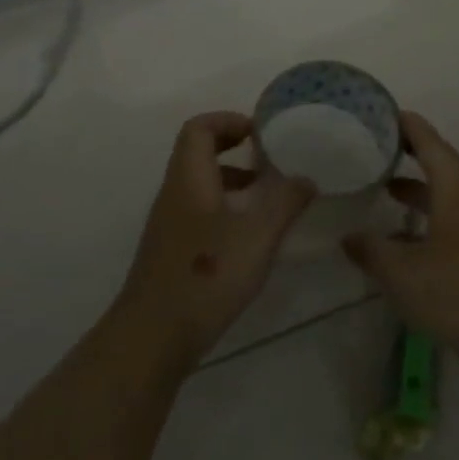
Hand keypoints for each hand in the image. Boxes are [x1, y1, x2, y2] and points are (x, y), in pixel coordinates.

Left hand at [114, 111, 315, 374]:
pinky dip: (227, 210)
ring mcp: (170, 225)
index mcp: (189, 179)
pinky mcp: (172, 253)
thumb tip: (307, 177)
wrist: (152, 339)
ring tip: (270, 199)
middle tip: (272, 161)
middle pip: (199, 154)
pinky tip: (251, 239)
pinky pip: (200, 213)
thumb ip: (286, 202)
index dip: (229, 120)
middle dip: (236, 150)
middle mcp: (174, 195)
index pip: (199, 128)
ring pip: (201, 186)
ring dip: (234, 182)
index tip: (261, 132)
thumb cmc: (206, 276)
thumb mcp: (258, 235)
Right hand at [341, 112, 458, 381]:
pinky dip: (424, 217)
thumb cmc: (458, 290)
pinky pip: (449, 218)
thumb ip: (371, 250)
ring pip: (443, 193)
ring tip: (381, 188)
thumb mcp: (402, 271)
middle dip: (406, 154)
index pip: (427, 139)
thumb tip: (346, 236)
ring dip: (415, 189)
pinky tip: (400, 239)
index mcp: (455, 185)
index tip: (376, 113)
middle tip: (371, 147)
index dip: (403, 124)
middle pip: (436, 162)